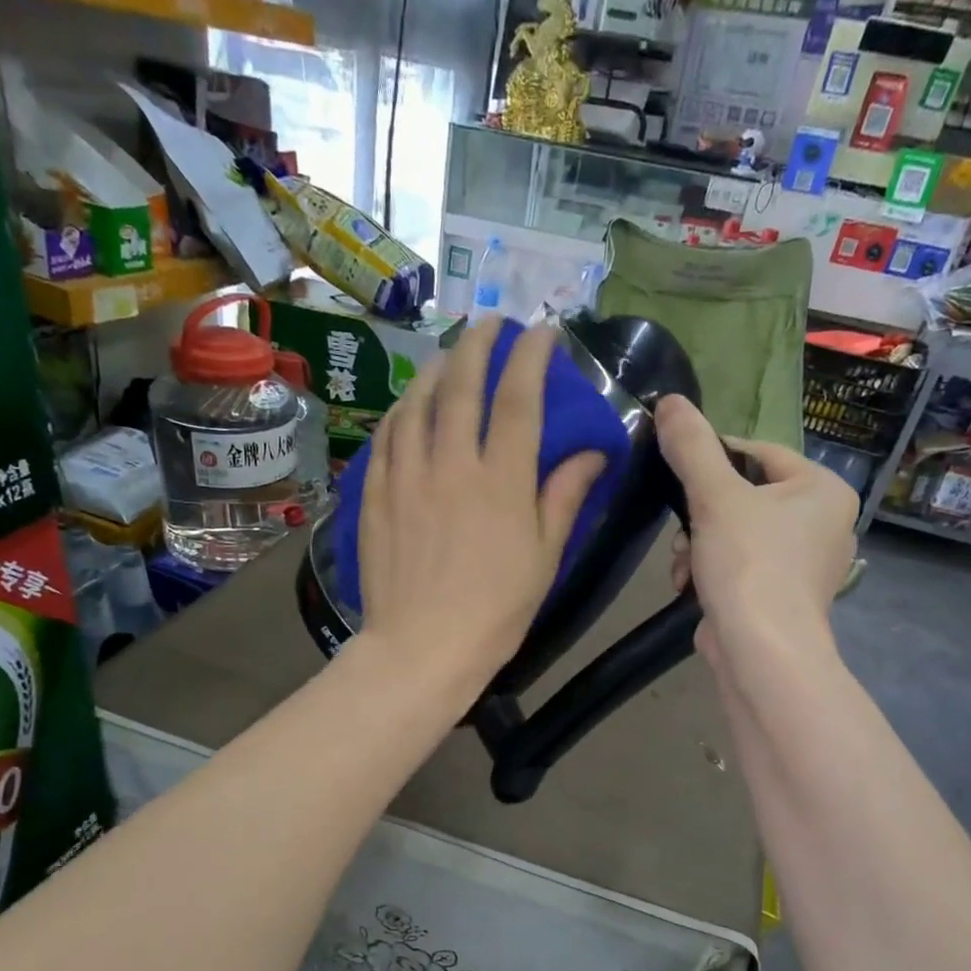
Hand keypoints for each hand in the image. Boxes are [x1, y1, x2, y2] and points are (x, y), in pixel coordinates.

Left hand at [358, 319, 604, 700]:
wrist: (421, 648)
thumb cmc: (495, 611)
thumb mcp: (543, 558)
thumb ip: (564, 497)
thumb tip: (595, 453)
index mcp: (501, 480)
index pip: (518, 397)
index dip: (531, 356)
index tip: (542, 331)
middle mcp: (451, 464)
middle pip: (462, 384)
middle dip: (478, 342)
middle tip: (489, 323)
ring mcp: (406, 476)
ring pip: (417, 402)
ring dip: (436, 369)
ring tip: (449, 357)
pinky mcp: (375, 495)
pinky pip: (386, 437)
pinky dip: (401, 411)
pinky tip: (408, 407)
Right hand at [655, 394, 858, 670]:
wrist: (762, 653)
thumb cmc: (749, 564)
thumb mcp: (714, 496)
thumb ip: (691, 446)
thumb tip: (669, 400)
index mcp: (823, 490)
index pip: (759, 453)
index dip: (712, 458)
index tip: (678, 474)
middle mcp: (824, 523)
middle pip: (744, 496)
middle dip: (700, 515)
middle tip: (682, 532)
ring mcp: (804, 564)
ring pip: (735, 533)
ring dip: (698, 545)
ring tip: (685, 566)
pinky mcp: (781, 597)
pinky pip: (739, 566)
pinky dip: (710, 571)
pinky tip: (690, 586)